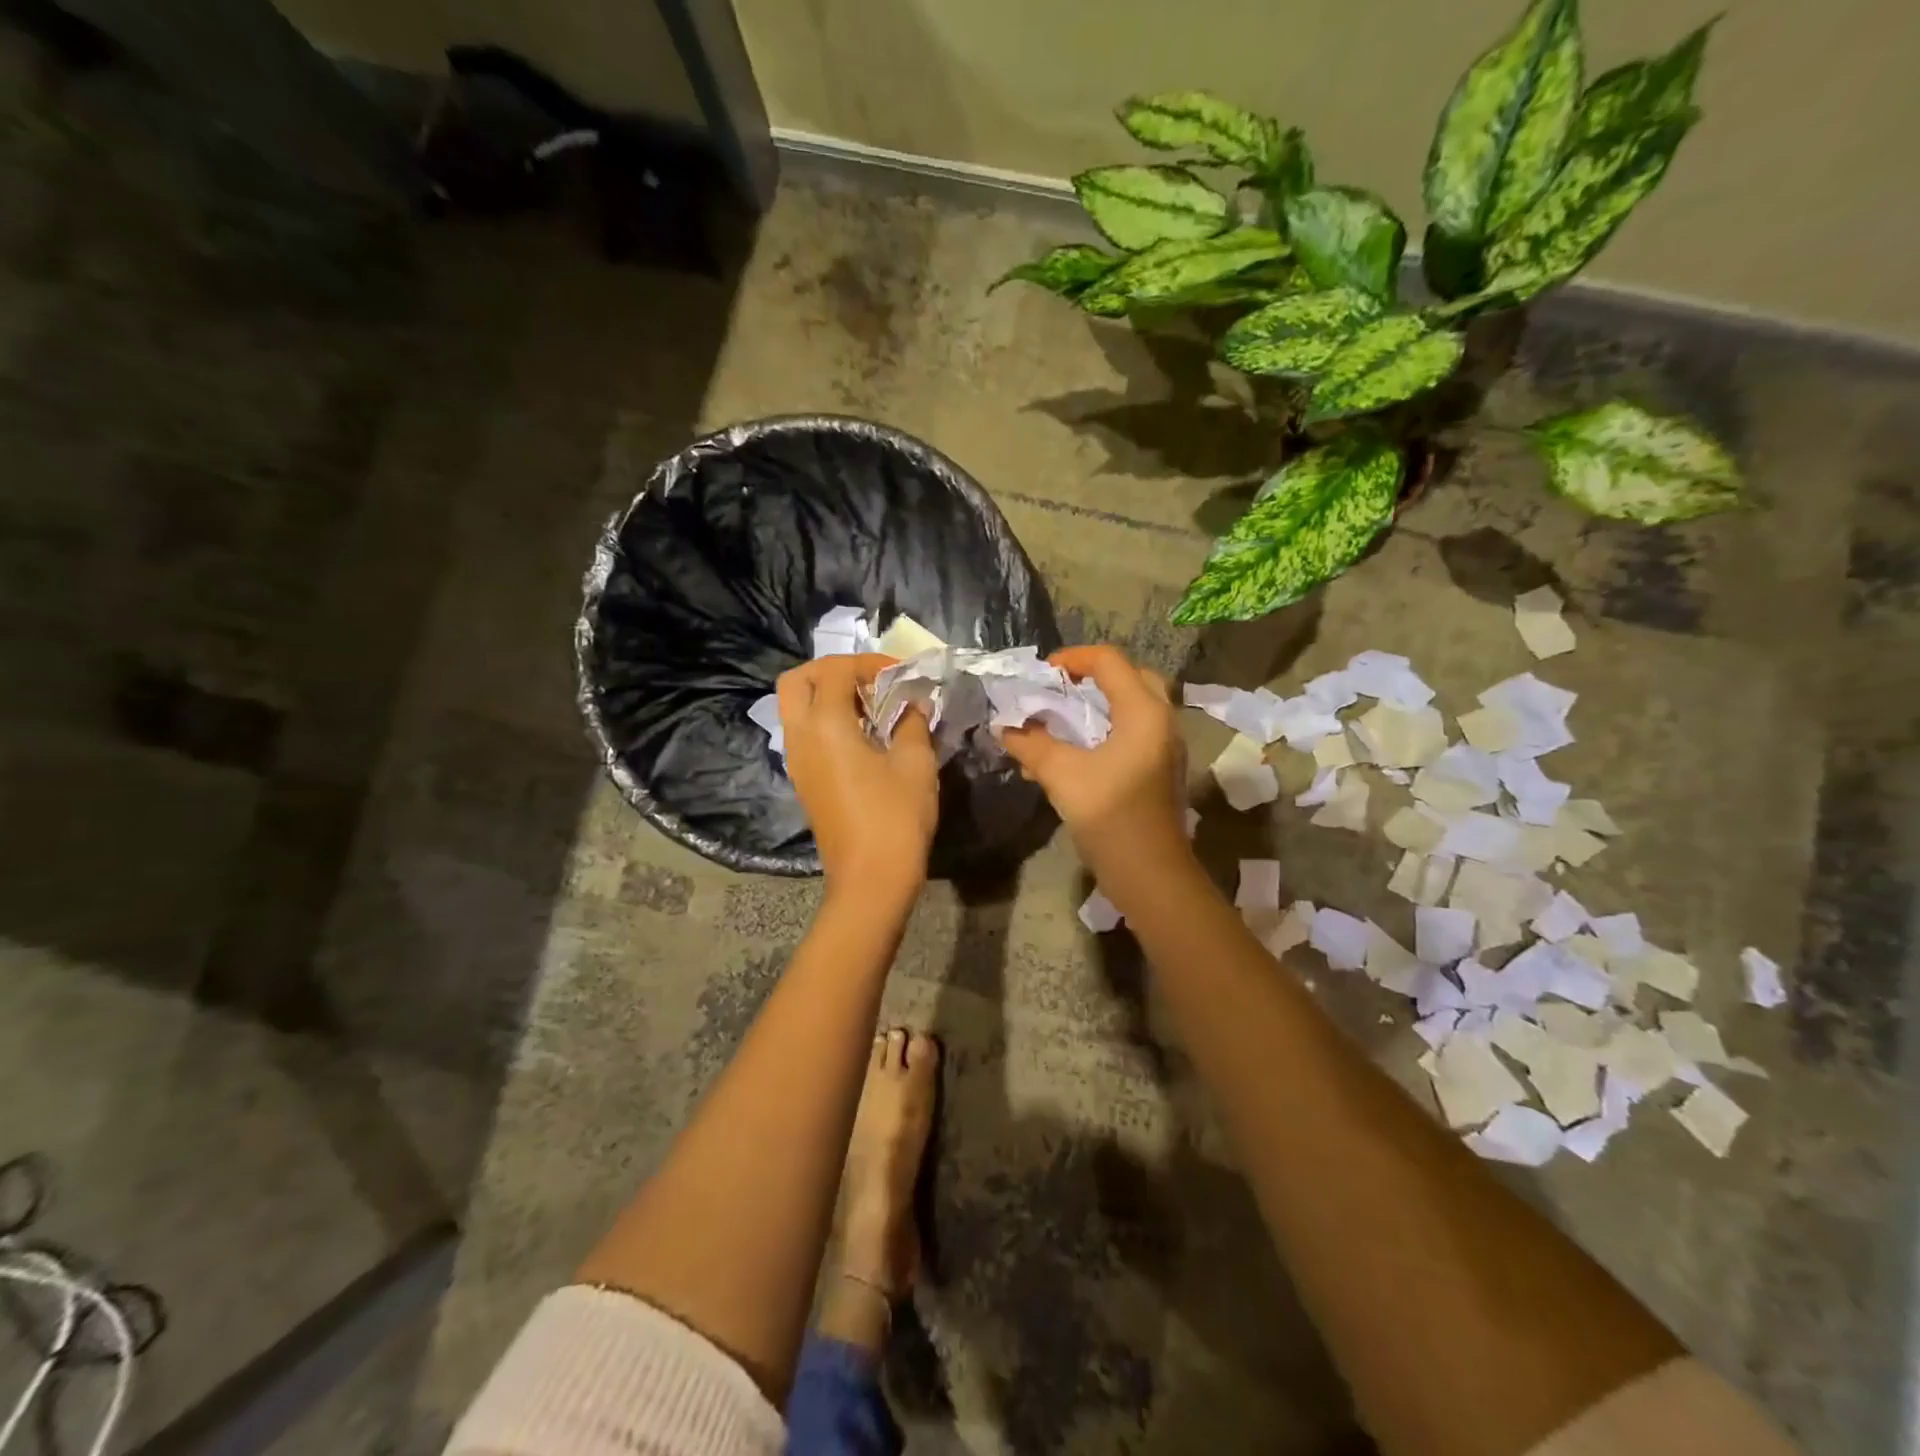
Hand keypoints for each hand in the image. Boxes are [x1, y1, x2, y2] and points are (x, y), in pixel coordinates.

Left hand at [778, 654, 938, 898]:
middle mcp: (800, 736)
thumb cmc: (896, 817)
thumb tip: (912, 702)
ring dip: (827, 696)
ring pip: (796, 708)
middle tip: (869, 682)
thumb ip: (912, 721)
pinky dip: (826, 720)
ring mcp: (797, 760)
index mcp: (824, 724)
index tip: (901, 675)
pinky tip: (863, 736)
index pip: (834, 669)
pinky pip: (804, 733)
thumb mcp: (915, 762)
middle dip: (831, 671)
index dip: (868, 662)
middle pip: (797, 681)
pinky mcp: (803, 780)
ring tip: (871, 708)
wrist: (870, 878)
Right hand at [1000, 646, 1189, 882]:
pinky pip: (1133, 733)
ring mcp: (1165, 747)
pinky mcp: (1160, 770)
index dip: (1072, 658)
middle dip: (1092, 677)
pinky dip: (1106, 730)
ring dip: (1098, 705)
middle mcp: (1161, 721)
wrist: (1151, 874)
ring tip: (1061, 719)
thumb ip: (1031, 744)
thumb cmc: (1110, 816)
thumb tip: (1006, 727)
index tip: (1042, 674)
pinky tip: (1074, 753)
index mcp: (1143, 712)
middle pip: (1130, 677)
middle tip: (1060, 689)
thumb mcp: (1062, 774)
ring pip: (1133, 707)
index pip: (1109, 661)